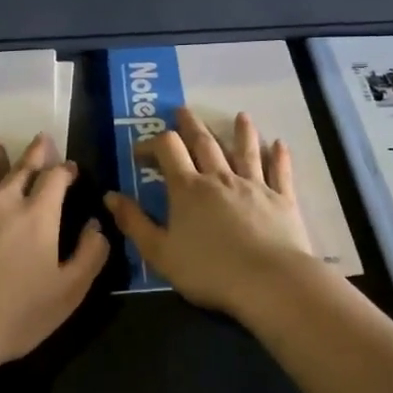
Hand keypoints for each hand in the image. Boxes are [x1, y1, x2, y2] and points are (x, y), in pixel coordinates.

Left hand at [0, 134, 110, 370]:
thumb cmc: (16, 315)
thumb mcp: (69, 292)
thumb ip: (89, 255)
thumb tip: (96, 226)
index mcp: (39, 216)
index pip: (55, 180)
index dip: (65, 171)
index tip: (71, 168)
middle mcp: (4, 202)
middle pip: (21, 169)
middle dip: (35, 153)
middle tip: (41, 138)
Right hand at [103, 106, 320, 318]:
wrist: (268, 281)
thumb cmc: (209, 270)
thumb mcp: (160, 253)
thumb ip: (135, 223)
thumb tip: (110, 195)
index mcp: (188, 189)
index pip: (167, 150)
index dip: (151, 144)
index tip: (140, 152)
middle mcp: (220, 178)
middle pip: (204, 142)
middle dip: (191, 125)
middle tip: (183, 110)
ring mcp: (254, 185)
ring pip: (245, 150)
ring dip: (241, 131)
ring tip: (240, 116)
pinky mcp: (282, 199)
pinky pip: (279, 171)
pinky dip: (279, 156)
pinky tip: (279, 144)